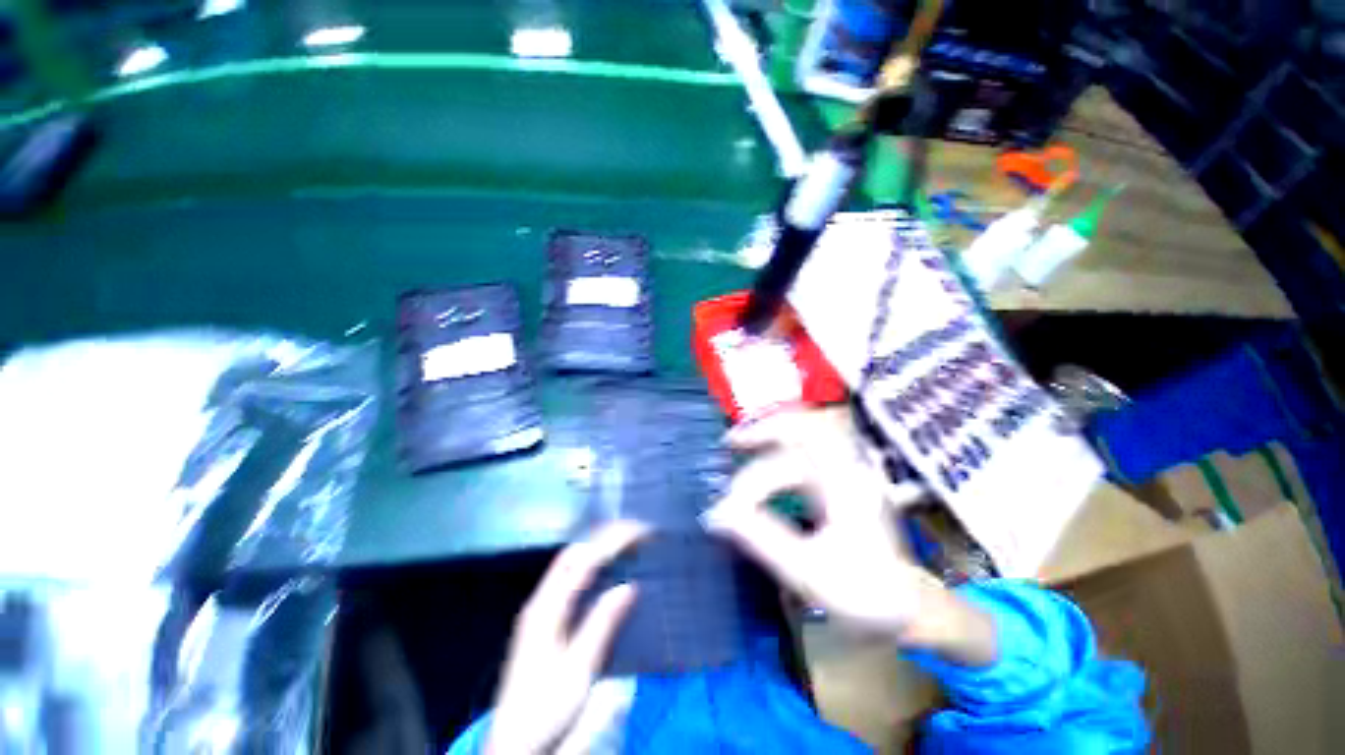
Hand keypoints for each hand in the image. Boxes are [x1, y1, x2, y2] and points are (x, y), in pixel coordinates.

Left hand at [485, 522, 645, 754]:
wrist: (513, 745)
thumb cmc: (546, 709)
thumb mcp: (578, 671)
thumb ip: (601, 624)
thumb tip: (629, 586)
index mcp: (547, 608)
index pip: (584, 560)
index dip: (612, 540)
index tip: (639, 531)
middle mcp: (541, 600)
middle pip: (574, 553)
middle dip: (604, 536)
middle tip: (635, 533)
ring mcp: (540, 609)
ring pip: (569, 564)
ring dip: (597, 547)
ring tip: (625, 544)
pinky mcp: (543, 621)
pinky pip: (569, 579)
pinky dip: (590, 565)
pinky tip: (605, 572)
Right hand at [703, 408, 995, 664]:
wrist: (905, 606)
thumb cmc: (862, 594)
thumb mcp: (808, 571)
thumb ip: (760, 538)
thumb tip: (717, 515)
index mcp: (845, 486)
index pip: (786, 467)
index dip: (752, 481)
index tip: (727, 509)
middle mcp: (846, 468)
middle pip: (801, 428)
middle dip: (761, 430)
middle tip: (728, 442)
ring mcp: (844, 470)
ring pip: (803, 433)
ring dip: (769, 433)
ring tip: (738, 443)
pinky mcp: (838, 479)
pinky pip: (805, 448)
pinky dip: (778, 446)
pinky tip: (761, 457)